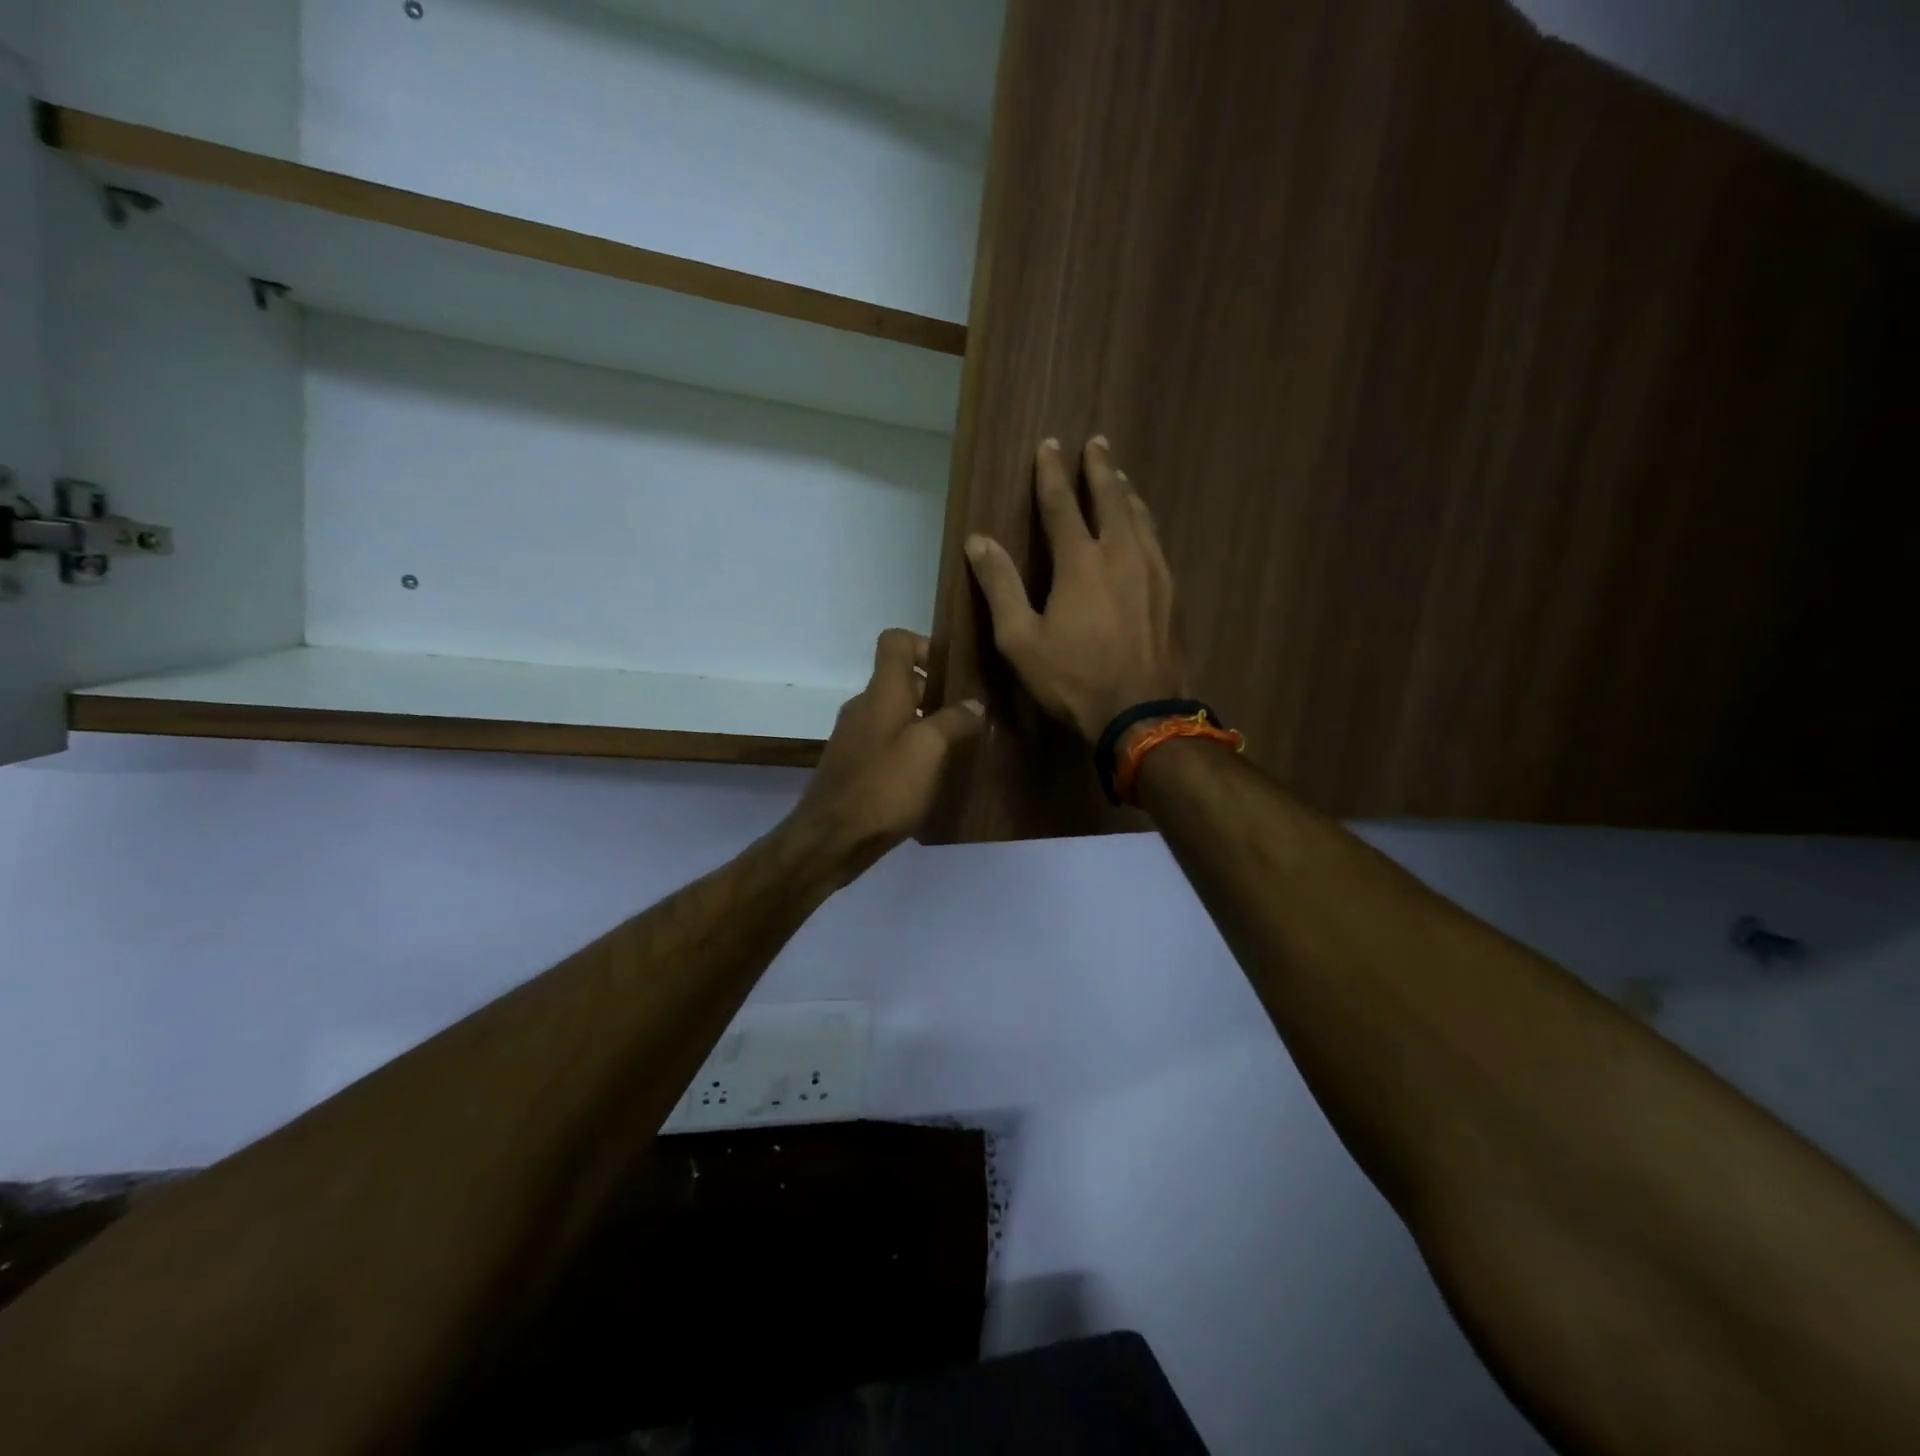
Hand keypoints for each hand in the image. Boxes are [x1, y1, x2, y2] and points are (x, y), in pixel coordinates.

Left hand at [783, 629, 984, 881]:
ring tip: (958, 747)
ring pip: (896, 714)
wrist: (831, 840)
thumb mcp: (929, 750)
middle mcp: (864, 707)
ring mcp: (856, 737)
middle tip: (970, 715)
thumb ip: (954, 720)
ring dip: (926, 723)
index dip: (925, 645)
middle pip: (901, 680)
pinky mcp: (854, 765)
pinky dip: (910, 749)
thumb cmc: (883, 787)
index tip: (953, 671)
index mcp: (881, 692)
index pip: (895, 641)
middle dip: (936, 691)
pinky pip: (887, 742)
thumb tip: (974, 703)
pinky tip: (930, 775)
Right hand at [965, 437, 1186, 742]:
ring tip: (1119, 476)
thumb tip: (978, 541)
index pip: (1062, 505)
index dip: (1051, 474)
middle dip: (1100, 468)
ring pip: (1140, 517)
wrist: (1141, 713)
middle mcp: (1121, 553)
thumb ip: (1000, 586)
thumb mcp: (1020, 640)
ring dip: (1126, 492)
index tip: (1049, 445)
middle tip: (1097, 442)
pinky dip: (1145, 522)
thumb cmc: (1073, 679)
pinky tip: (1143, 526)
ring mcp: (1153, 571)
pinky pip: (1157, 541)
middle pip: (1111, 498)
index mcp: (1080, 562)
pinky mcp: (1171, 592)